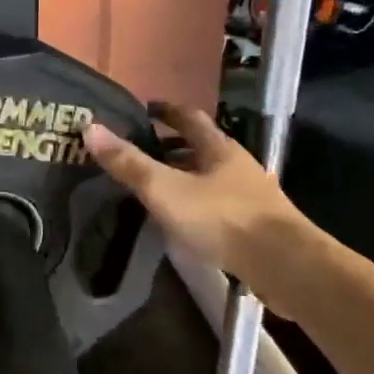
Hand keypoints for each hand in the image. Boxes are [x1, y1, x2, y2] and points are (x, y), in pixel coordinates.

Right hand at [84, 103, 312, 283]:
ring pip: (211, 176)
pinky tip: (184, 220)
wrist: (283, 264)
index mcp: (218, 148)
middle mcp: (237, 164)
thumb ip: (129, 162)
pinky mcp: (256, 224)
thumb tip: (90, 127)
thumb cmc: (221, 218)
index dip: (165, 111)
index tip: (145, 109)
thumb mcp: (165, 189)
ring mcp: (250, 194)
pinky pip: (219, 203)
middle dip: (173, 146)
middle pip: (202, 146)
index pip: (189, 117)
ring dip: (186, 176)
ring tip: (158, 186)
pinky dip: (198, 203)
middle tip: (142, 150)